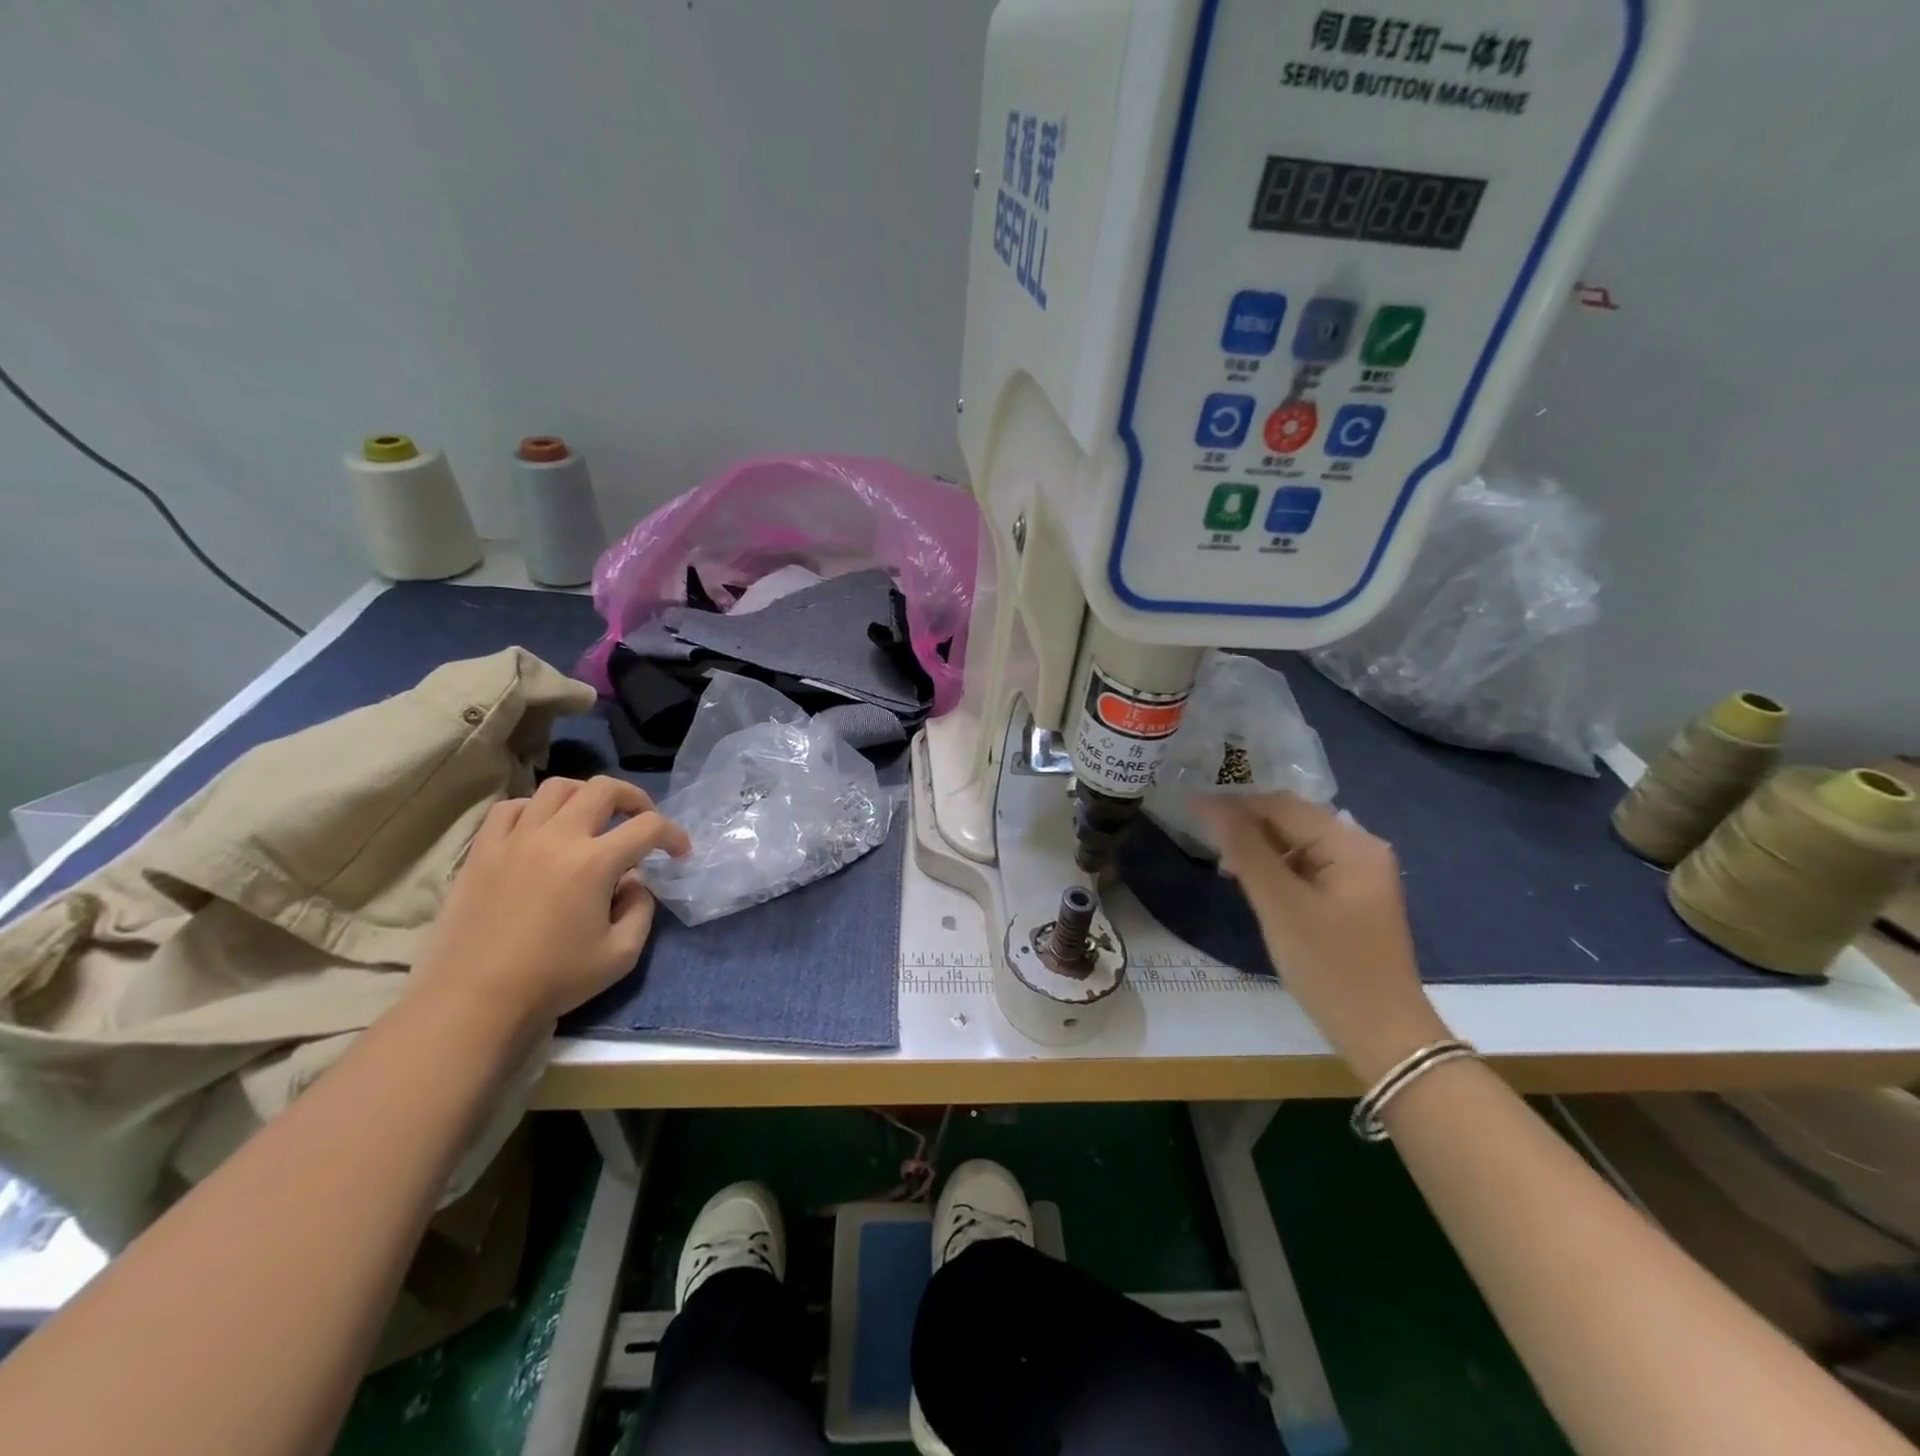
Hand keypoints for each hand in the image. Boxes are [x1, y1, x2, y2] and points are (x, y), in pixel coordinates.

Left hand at [410, 776, 690, 1032]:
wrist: (473, 1002)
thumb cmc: (553, 981)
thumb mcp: (621, 954)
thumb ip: (641, 909)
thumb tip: (634, 882)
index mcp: (594, 863)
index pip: (648, 827)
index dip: (673, 835)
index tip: (679, 852)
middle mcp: (556, 838)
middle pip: (604, 789)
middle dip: (635, 798)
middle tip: (642, 819)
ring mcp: (514, 840)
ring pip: (557, 788)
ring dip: (586, 795)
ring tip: (593, 817)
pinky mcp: (482, 851)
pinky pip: (512, 808)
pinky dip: (536, 808)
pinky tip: (543, 829)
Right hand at [1199, 793, 1447, 1083]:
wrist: (1383, 1037)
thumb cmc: (1331, 968)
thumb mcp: (1281, 907)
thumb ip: (1246, 850)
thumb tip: (1209, 804)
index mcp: (1352, 844)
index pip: (1282, 806)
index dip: (1234, 805)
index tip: (1189, 807)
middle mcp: (1361, 849)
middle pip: (1292, 821)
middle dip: (1246, 825)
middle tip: (1200, 837)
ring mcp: (1359, 875)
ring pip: (1296, 844)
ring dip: (1258, 848)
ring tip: (1222, 863)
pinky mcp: (1351, 898)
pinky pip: (1305, 867)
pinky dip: (1275, 869)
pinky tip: (1251, 882)